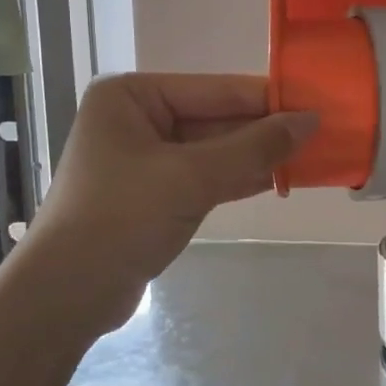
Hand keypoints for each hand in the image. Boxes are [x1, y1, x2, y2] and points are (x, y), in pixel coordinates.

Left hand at [30, 74, 315, 308]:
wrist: (65, 295)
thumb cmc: (120, 218)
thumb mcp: (190, 177)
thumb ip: (252, 148)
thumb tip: (310, 120)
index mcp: (131, 96)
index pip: (214, 90)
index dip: (266, 99)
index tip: (316, 103)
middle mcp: (135, 119)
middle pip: (214, 119)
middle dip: (263, 131)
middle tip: (320, 134)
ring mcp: (143, 158)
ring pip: (212, 150)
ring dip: (255, 157)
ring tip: (309, 156)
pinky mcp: (152, 194)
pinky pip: (203, 177)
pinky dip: (236, 179)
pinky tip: (277, 179)